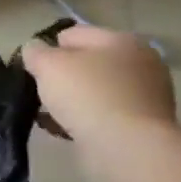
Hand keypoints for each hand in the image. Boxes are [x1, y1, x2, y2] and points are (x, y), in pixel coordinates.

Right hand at [19, 25, 176, 152]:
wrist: (127, 147)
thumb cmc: (87, 95)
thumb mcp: (47, 64)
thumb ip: (35, 51)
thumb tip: (36, 50)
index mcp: (121, 40)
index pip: (73, 34)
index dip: (48, 49)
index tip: (33, 69)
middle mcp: (140, 63)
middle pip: (87, 62)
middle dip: (62, 75)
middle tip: (42, 92)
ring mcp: (147, 95)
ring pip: (95, 89)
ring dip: (73, 99)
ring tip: (50, 114)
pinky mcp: (144, 124)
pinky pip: (104, 113)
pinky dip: (85, 118)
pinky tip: (66, 128)